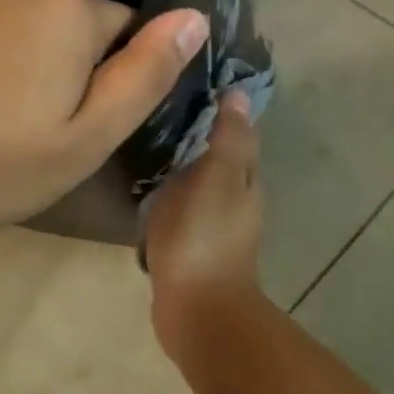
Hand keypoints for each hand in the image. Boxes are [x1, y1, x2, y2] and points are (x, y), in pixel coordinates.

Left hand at [0, 0, 205, 233]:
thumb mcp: (83, 140)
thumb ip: (146, 75)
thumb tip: (196, 17)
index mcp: (71, 12)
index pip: (123, 32)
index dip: (104, 81)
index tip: (68, 123)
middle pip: (69, 21)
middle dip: (60, 62)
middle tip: (22, 125)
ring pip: (20, 15)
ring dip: (14, 50)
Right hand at [143, 93, 264, 351]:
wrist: (197, 310)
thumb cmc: (204, 237)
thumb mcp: (216, 177)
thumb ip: (227, 138)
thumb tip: (238, 94)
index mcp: (245, 178)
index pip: (238, 132)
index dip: (221, 108)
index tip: (193, 83)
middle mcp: (236, 199)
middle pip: (219, 156)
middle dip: (198, 134)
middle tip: (161, 109)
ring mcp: (214, 226)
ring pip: (200, 183)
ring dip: (182, 165)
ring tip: (149, 143)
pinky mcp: (191, 247)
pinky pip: (182, 209)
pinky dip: (171, 195)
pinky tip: (149, 189)